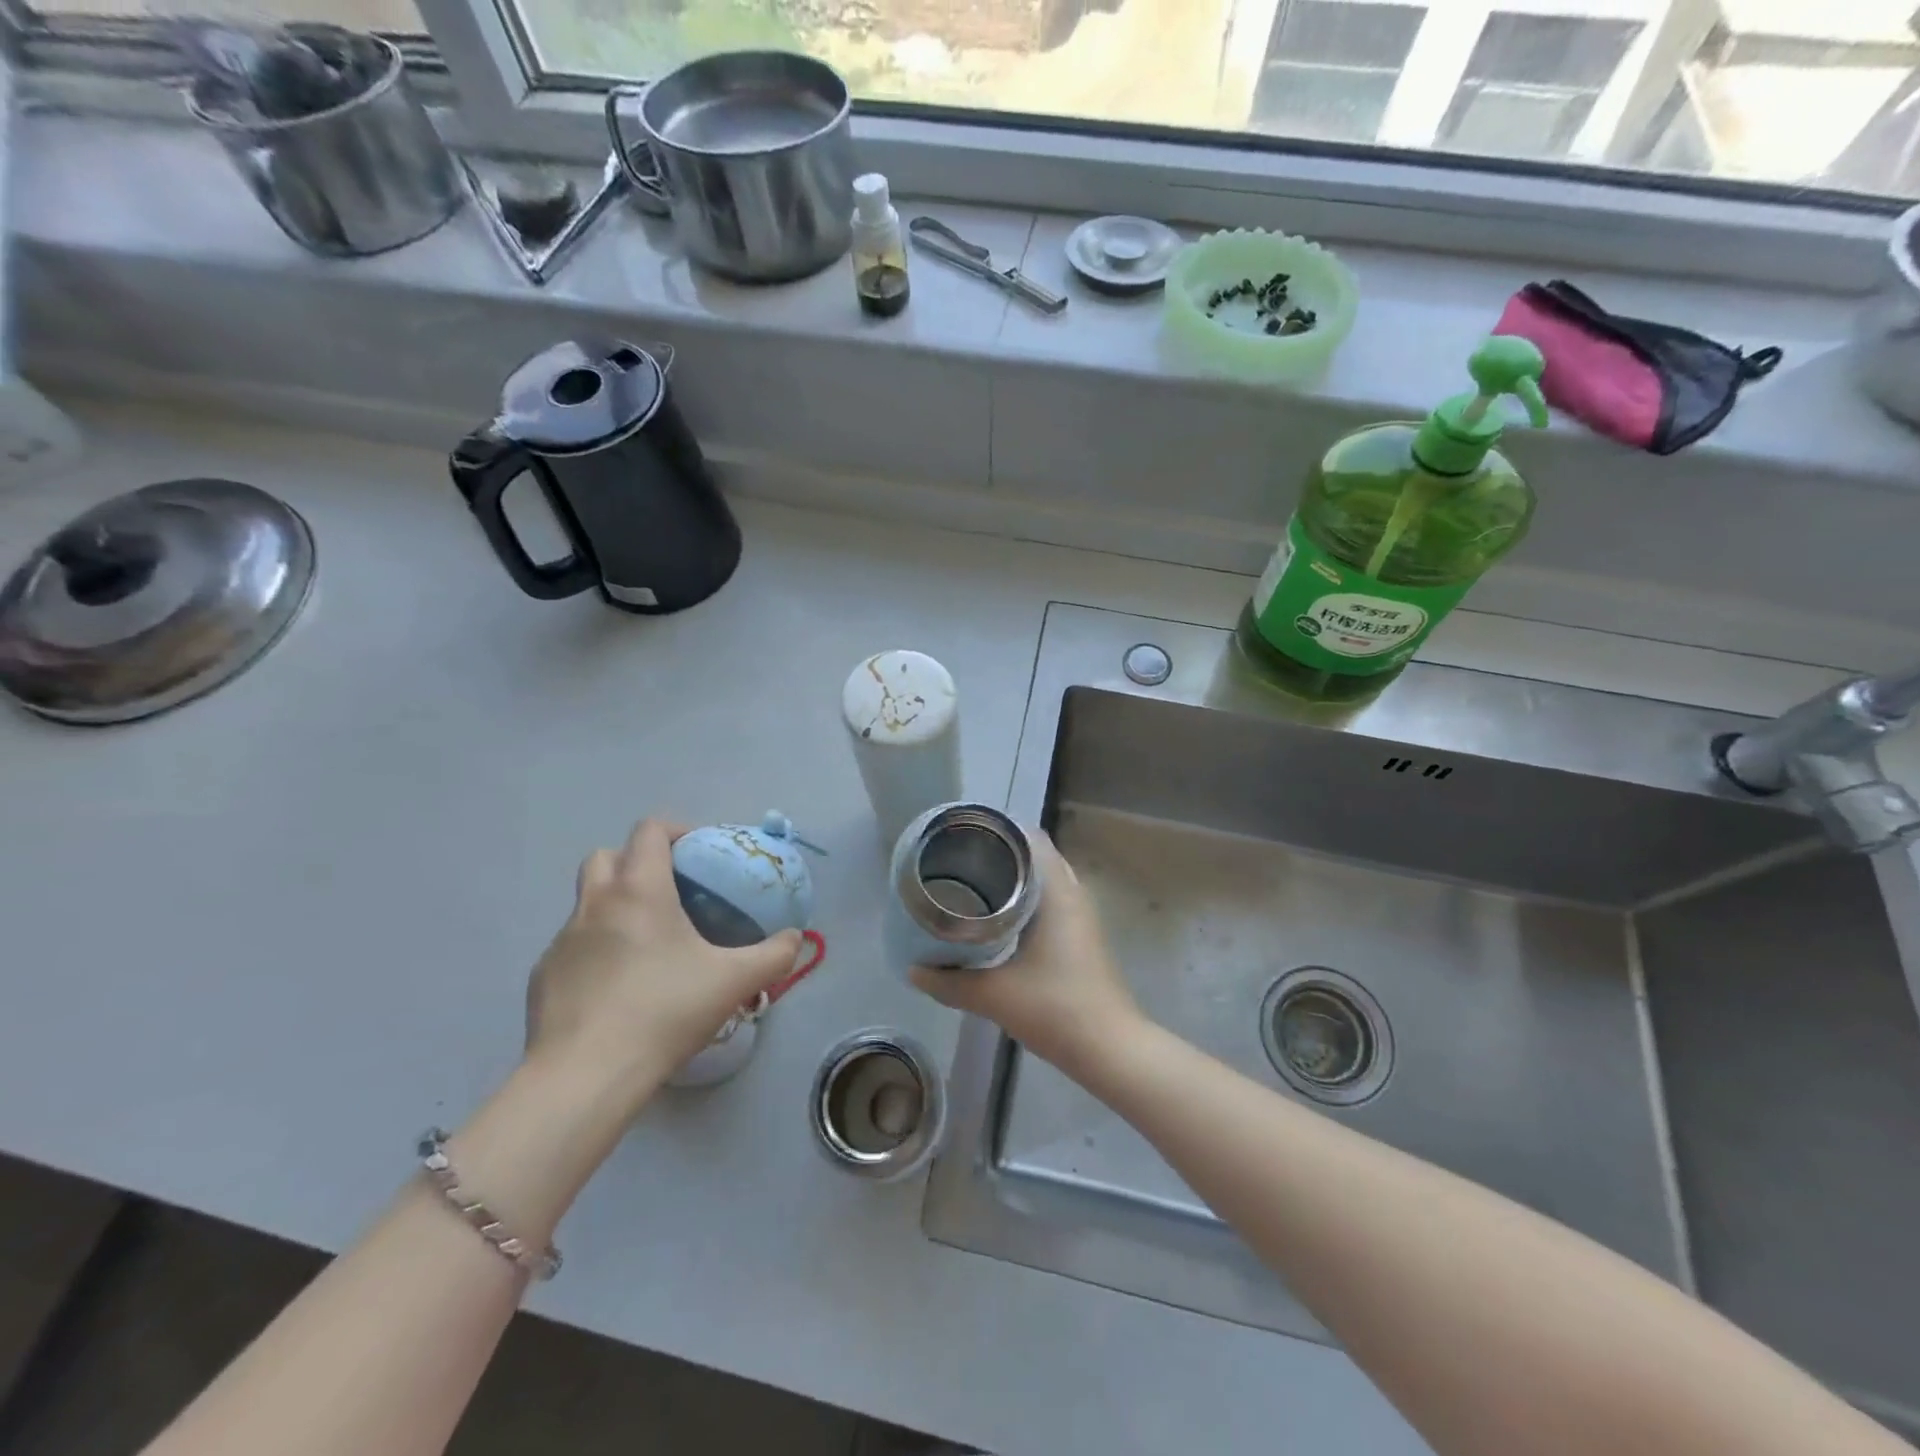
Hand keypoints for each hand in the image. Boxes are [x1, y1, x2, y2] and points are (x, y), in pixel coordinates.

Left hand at [525, 819, 802, 1106]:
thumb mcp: (734, 981)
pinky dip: (596, 950)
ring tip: (646, 945)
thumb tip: (796, 939)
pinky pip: (573, 946)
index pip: (649, 830)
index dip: (675, 830)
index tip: (698, 853)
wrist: (586, 1075)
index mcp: (639, 890)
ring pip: (587, 902)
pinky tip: (617, 987)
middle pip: (607, 856)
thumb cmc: (664, 1011)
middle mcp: (594, 903)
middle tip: (669, 893)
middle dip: (636, 862)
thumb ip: (774, 955)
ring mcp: (562, 940)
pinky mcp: (543, 977)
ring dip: (614, 907)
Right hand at [910, 831, 1143, 1072]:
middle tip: (959, 859)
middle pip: (1036, 856)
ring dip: (1014, 878)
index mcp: (1058, 892)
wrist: (1109, 1049)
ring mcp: (1081, 917)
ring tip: (973, 882)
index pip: (1031, 838)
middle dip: (1000, 853)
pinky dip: (1026, 899)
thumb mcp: (994, 995)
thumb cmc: (1056, 1008)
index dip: (998, 829)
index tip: (964, 833)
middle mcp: (1073, 894)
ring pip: (1044, 880)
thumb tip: (912, 971)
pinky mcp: (1081, 937)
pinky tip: (998, 918)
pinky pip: (1050, 901)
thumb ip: (950, 982)